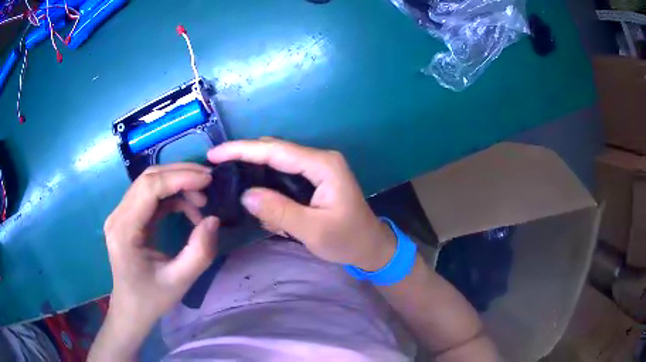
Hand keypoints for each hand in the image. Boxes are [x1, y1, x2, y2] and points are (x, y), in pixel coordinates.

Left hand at [102, 163, 218, 333]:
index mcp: (125, 230)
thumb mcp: (180, 281)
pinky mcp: (127, 217)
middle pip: (148, 178)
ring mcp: (121, 214)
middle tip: (209, 183)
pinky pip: (150, 195)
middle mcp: (118, 215)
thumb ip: (200, 252)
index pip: (149, 188)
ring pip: (149, 183)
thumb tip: (213, 220)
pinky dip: (171, 196)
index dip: (180, 178)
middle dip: (181, 175)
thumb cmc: (151, 298)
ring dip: (177, 184)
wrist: (131, 308)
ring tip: (201, 200)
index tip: (208, 180)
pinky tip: (187, 208)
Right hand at [208, 138, 394, 270]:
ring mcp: (317, 167)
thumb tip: (246, 195)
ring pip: (276, 160)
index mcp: (323, 165)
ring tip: (230, 180)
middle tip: (216, 167)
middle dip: (243, 156)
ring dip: (254, 169)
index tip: (214, 154)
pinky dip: (266, 181)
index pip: (275, 151)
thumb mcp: (313, 230)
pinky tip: (256, 195)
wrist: (370, 246)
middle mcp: (319, 159)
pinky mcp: (313, 178)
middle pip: (274, 150)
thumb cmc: (347, 239)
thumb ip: (280, 211)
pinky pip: (283, 173)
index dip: (241, 150)